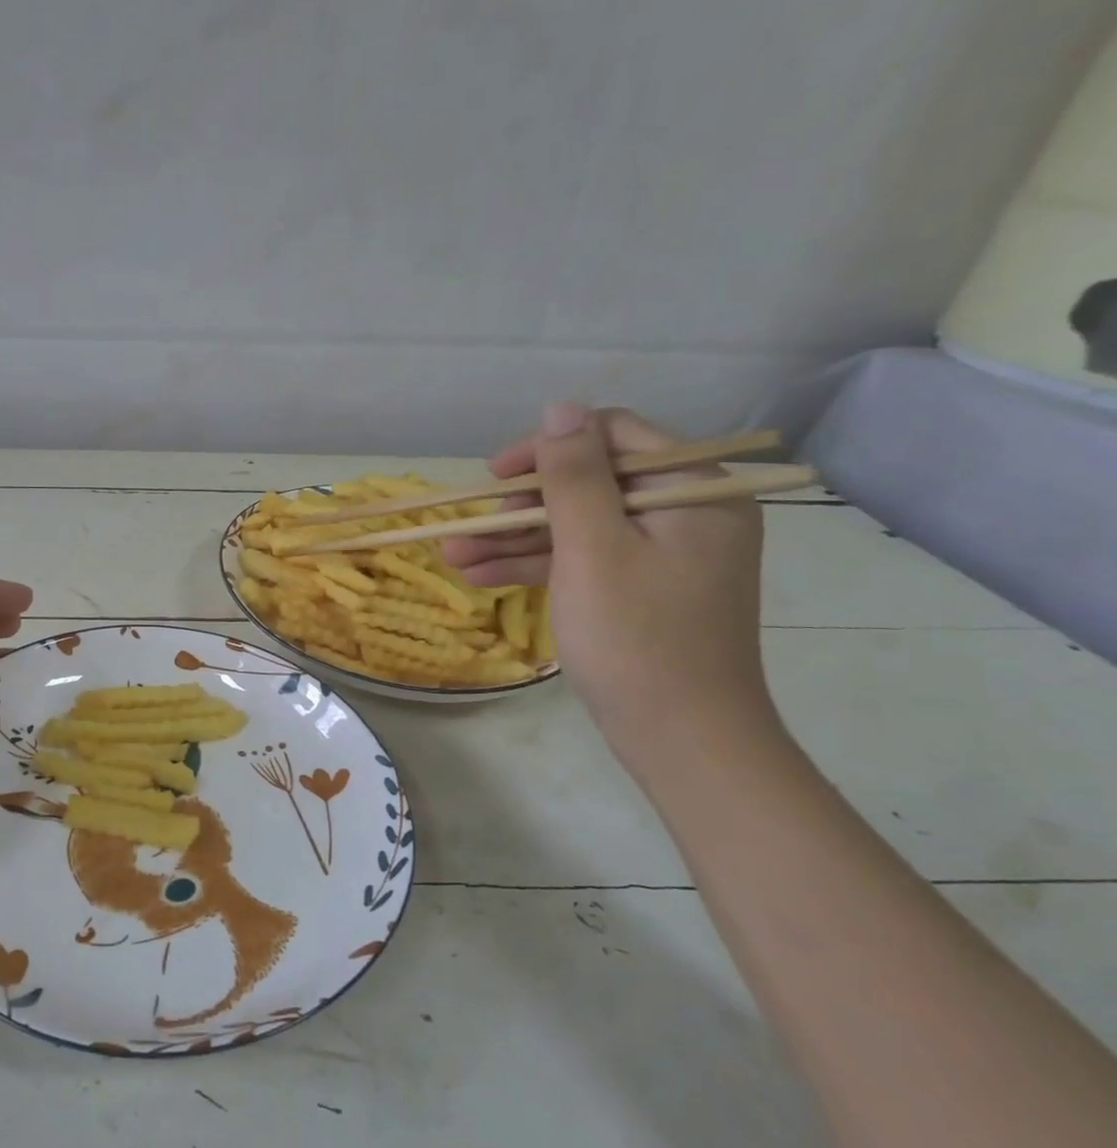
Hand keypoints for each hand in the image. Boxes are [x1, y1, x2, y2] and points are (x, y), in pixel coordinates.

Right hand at [444, 403, 776, 765]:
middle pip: (589, 483)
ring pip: (577, 526)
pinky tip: (480, 575)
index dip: (548, 449)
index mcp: (695, 491)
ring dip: (514, 539)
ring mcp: (663, 554)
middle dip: (520, 505)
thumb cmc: (637, 639)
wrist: (683, 740)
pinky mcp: (641, 588)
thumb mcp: (594, 548)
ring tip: (452, 556)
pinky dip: (536, 565)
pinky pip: (584, 560)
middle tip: (467, 528)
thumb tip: (561, 407)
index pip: (614, 437)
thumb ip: (575, 475)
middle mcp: (686, 513)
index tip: (495, 476)